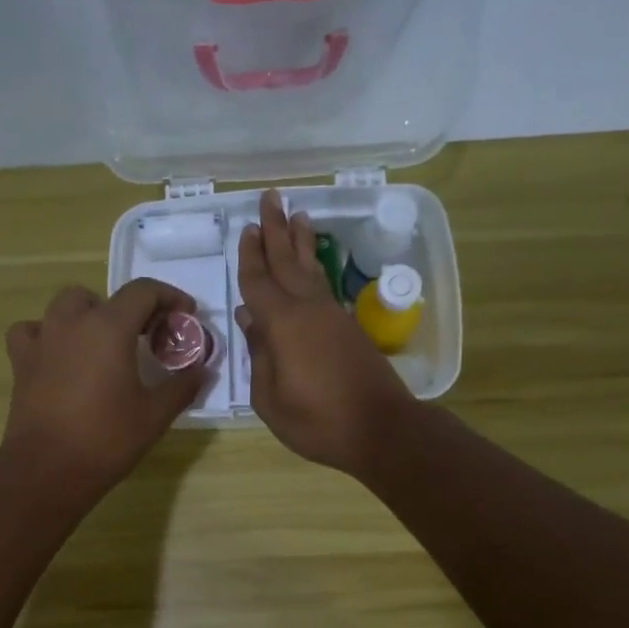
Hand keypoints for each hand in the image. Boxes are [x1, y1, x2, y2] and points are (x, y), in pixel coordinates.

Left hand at [2, 279, 204, 497]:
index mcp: (109, 328)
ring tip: (101, 343)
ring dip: (87, 315)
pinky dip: (47, 334)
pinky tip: (58, 355)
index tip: (184, 315)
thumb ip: (182, 386)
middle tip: (144, 335)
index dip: (169, 296)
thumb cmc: (107, 439)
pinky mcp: (21, 362)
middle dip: (126, 309)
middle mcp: (73, 323)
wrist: (48, 469)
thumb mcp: (155, 415)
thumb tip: (201, 370)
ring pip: (64, 306)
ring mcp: (42, 339)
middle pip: (102, 296)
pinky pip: (32, 331)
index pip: (143, 291)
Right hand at [236, 189, 415, 473]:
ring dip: (302, 242)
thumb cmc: (318, 421)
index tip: (247, 228)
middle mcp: (309, 309)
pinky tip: (311, 266)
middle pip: (288, 261)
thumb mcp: (271, 399)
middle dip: (277, 229)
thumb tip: (250, 320)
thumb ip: (259, 356)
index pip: (259, 281)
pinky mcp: (349, 328)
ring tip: (298, 215)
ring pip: (312, 269)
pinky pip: (324, 286)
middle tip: (270, 197)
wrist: (381, 429)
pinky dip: (315, 269)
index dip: (250, 256)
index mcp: (283, 324)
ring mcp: (333, 316)